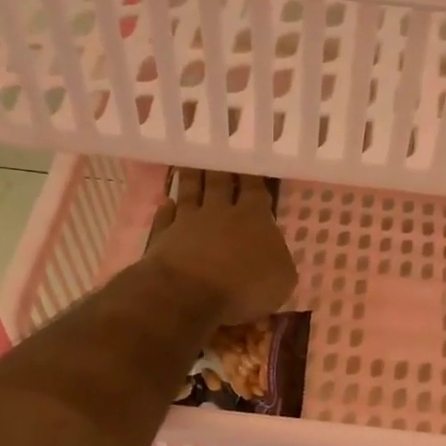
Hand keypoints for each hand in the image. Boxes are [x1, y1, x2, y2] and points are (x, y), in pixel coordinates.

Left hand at [143, 169, 297, 326]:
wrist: (190, 296)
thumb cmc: (245, 289)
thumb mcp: (282, 280)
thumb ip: (279, 258)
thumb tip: (273, 250)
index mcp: (254, 218)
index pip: (255, 189)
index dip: (253, 175)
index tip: (250, 159)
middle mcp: (220, 212)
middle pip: (220, 182)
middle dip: (221, 167)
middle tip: (218, 149)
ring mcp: (188, 222)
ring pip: (190, 192)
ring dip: (192, 178)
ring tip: (191, 163)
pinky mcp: (163, 238)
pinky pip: (165, 218)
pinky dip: (166, 209)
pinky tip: (166, 202)